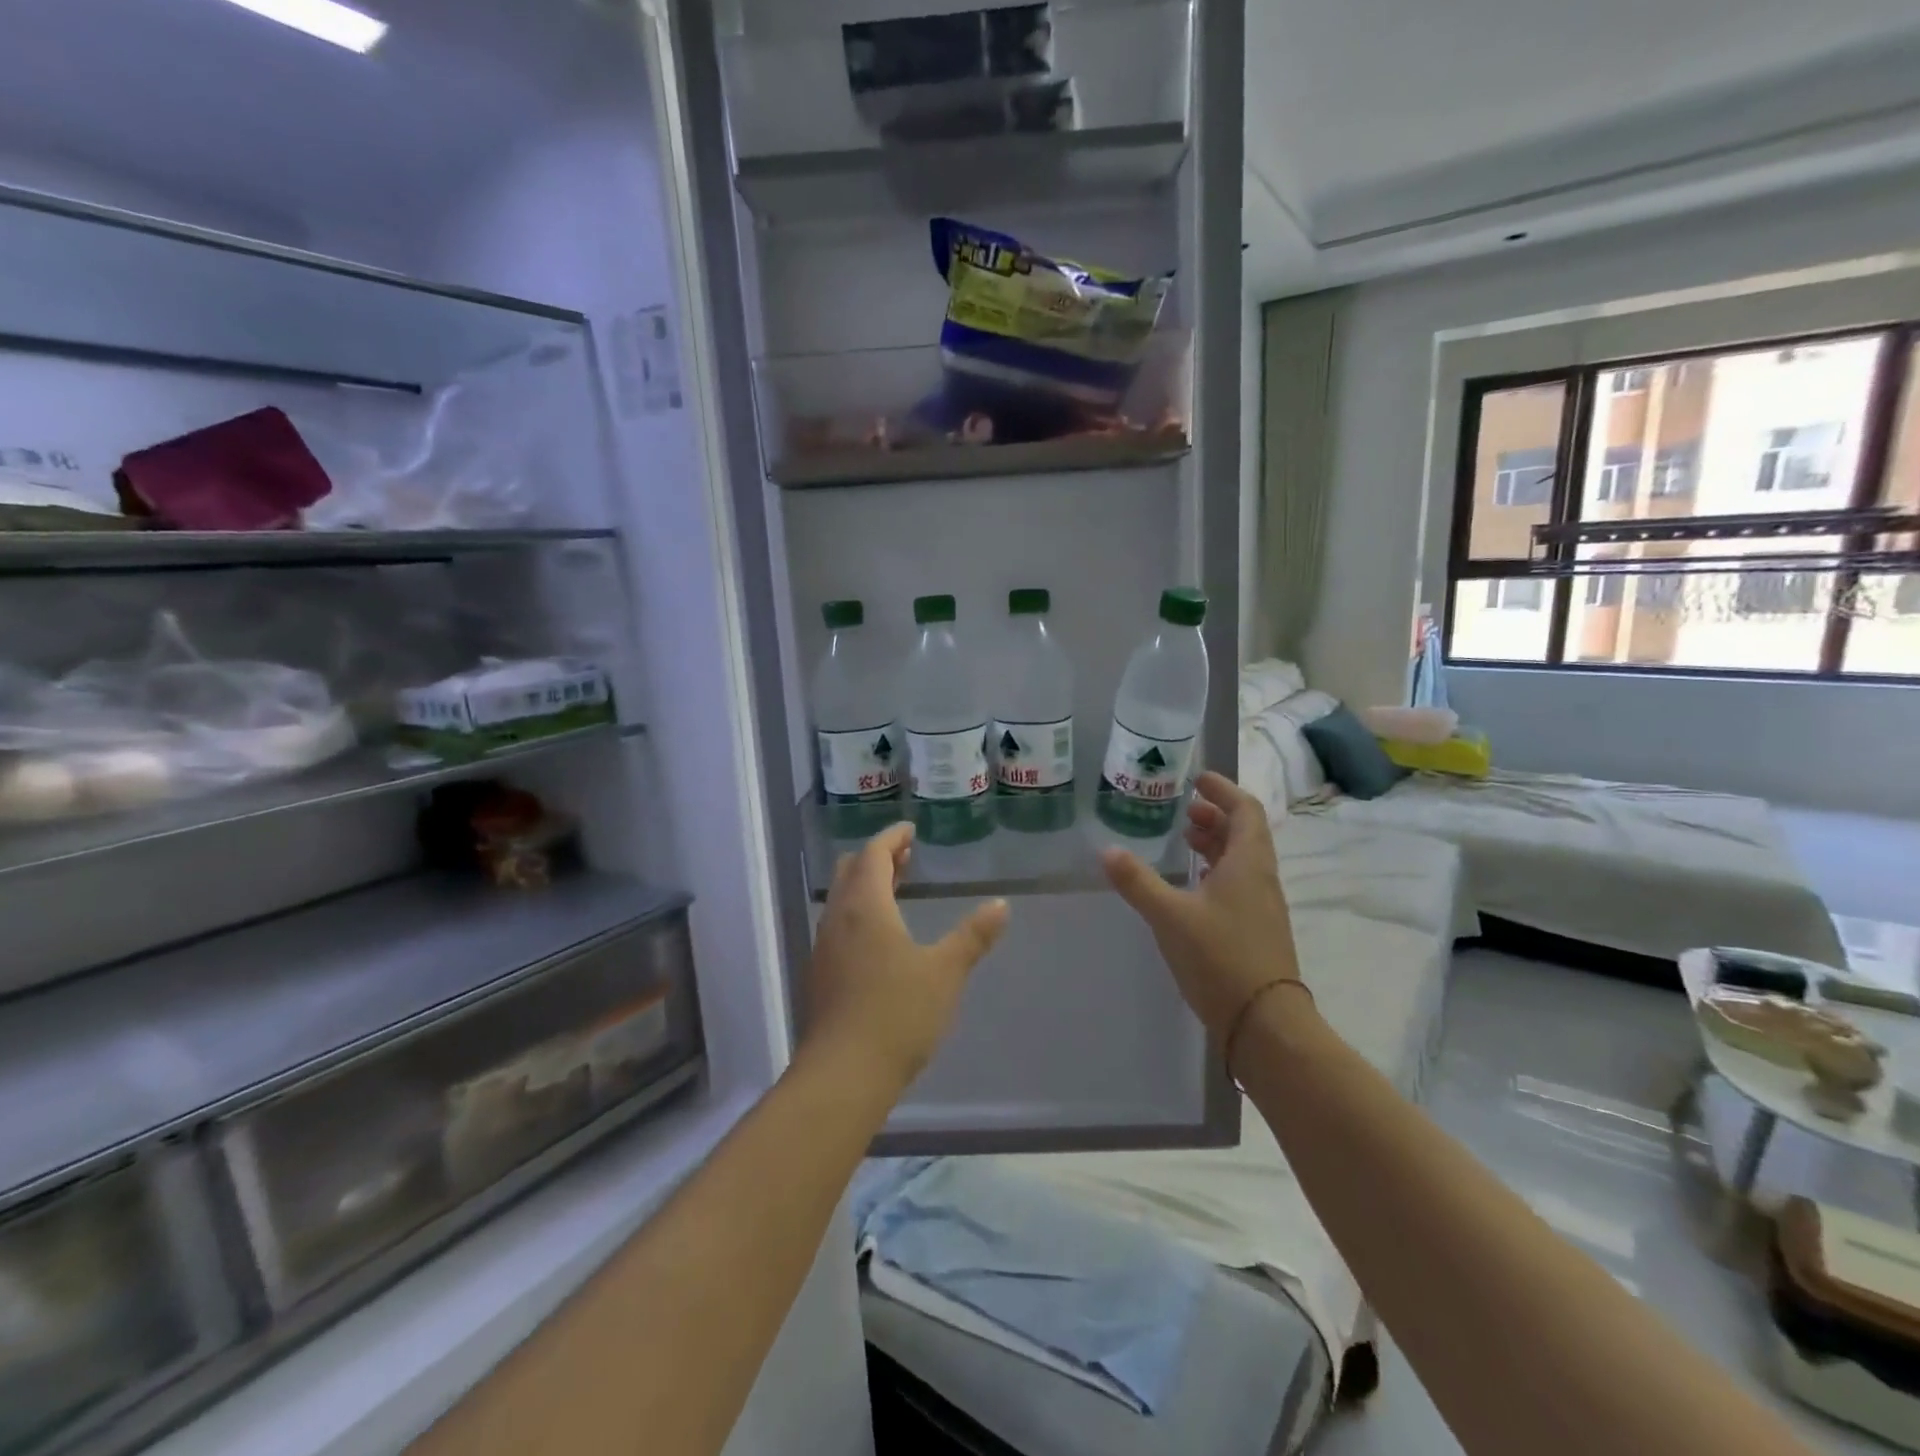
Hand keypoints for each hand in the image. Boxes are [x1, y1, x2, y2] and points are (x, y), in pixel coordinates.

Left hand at [802, 821, 1009, 1092]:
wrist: (843, 1075)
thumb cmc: (897, 1014)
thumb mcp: (945, 972)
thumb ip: (973, 936)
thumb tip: (1000, 905)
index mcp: (866, 907)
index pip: (873, 854)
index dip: (891, 837)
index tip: (910, 829)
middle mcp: (838, 918)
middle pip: (851, 871)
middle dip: (877, 857)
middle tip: (906, 856)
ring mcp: (825, 948)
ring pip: (843, 899)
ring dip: (867, 885)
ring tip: (896, 888)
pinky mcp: (821, 974)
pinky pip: (839, 924)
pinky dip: (859, 911)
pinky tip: (880, 936)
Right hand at [1100, 771, 1301, 1038]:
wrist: (1264, 1022)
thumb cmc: (1220, 958)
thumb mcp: (1170, 915)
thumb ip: (1138, 881)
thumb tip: (1107, 851)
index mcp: (1248, 863)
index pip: (1245, 810)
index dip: (1223, 790)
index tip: (1198, 780)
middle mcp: (1261, 878)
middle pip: (1245, 833)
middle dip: (1216, 816)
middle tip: (1186, 811)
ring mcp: (1262, 906)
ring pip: (1242, 860)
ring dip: (1217, 844)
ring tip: (1186, 841)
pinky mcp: (1257, 930)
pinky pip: (1239, 884)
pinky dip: (1217, 872)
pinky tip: (1193, 887)